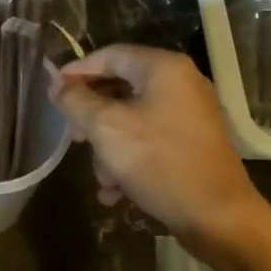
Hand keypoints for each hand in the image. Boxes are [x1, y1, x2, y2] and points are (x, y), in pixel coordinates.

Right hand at [48, 45, 261, 252]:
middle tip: (74, 139)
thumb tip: (57, 84)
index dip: (77, 71)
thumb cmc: (159, 162)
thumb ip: (76, 101)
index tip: (53, 92)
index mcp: (163, 68)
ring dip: (109, 148)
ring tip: (102, 179)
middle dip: (92, 118)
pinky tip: (116, 191)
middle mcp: (181, 83)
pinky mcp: (193, 143)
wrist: (217, 216)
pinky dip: (130, 159)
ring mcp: (190, 114)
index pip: (110, 55)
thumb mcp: (106, 128)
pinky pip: (150, 140)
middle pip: (120, 88)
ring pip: (132, 119)